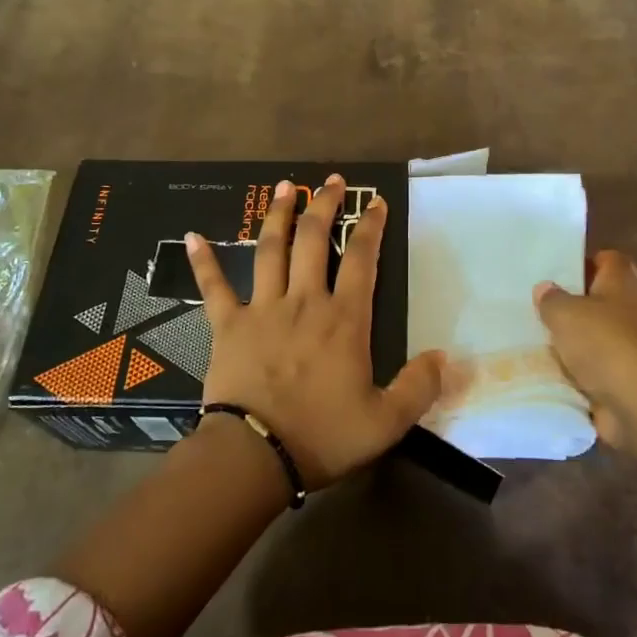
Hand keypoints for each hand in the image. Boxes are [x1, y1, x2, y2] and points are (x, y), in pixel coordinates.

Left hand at [187, 174, 441, 489]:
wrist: (256, 455)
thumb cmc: (322, 436)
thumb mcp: (386, 421)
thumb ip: (419, 387)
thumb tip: (444, 357)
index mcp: (344, 320)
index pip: (361, 259)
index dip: (369, 226)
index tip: (375, 202)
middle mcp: (304, 301)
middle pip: (313, 240)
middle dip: (324, 205)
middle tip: (331, 181)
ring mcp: (262, 309)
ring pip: (270, 250)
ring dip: (278, 215)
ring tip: (285, 187)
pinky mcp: (228, 325)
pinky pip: (214, 286)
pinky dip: (204, 260)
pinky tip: (192, 236)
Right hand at [533, 250, 636, 450]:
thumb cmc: (604, 345)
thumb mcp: (565, 314)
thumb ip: (552, 299)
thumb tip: (545, 288)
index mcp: (622, 284)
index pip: (609, 260)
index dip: (585, 261)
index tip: (558, 270)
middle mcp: (632, 311)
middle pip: (601, 297)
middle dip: (573, 302)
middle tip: (540, 304)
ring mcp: (632, 346)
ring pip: (596, 333)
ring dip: (573, 338)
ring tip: (537, 337)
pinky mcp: (626, 378)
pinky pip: (595, 366)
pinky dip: (577, 368)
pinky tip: (550, 369)